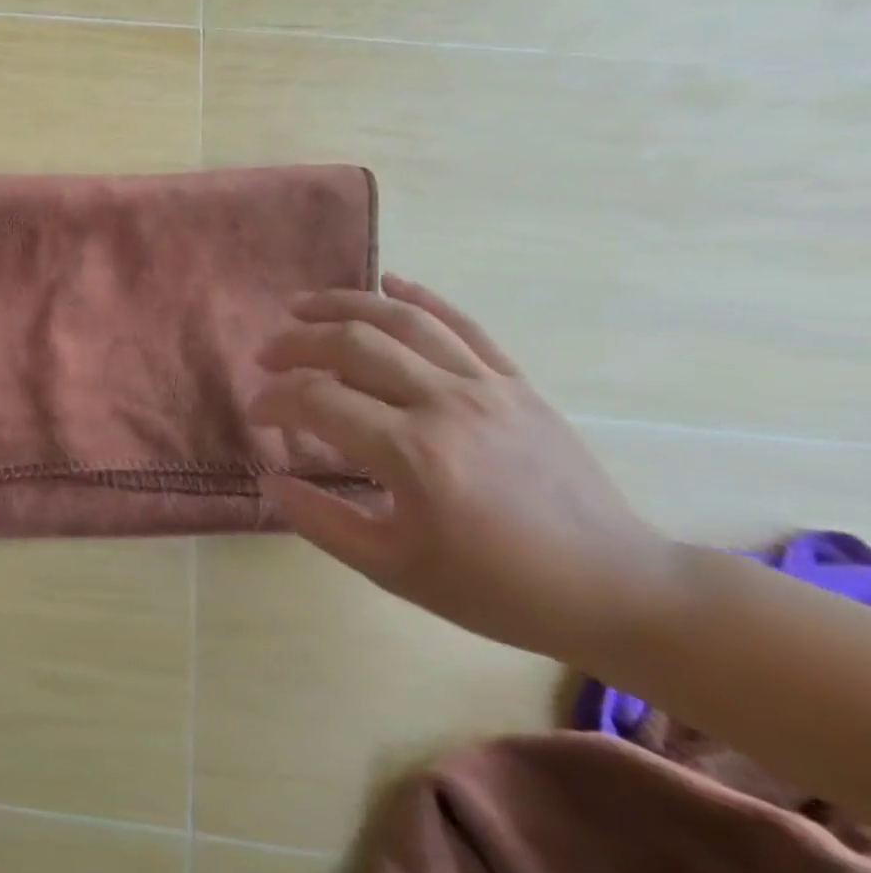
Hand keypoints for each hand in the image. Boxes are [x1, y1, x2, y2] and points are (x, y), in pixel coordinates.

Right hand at [250, 275, 676, 664]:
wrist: (616, 589)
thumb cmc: (496, 587)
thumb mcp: (393, 569)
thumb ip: (321, 521)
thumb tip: (269, 479)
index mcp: (412, 453)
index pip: (317, 400)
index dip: (274, 400)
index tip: (256, 414)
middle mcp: (445, 404)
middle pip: (352, 344)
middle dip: (296, 344)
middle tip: (266, 356)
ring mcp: (486, 386)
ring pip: (402, 321)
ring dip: (343, 305)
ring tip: (302, 306)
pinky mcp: (516, 383)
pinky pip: (463, 325)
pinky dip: (421, 298)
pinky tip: (389, 283)